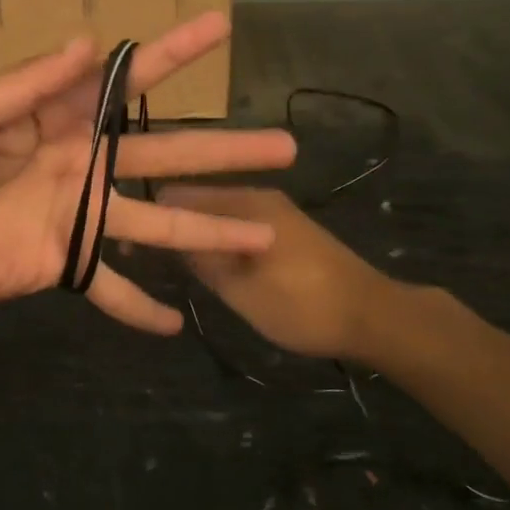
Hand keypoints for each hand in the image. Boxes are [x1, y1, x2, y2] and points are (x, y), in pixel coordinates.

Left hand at [0, 13, 297, 332]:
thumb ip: (30, 83)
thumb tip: (89, 43)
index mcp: (62, 118)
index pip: (127, 81)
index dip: (173, 53)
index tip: (220, 27)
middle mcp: (84, 162)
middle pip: (165, 153)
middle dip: (224, 150)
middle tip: (283, 146)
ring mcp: (80, 215)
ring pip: (158, 222)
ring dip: (208, 231)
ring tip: (265, 237)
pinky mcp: (64, 262)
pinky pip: (108, 286)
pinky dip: (138, 306)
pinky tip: (176, 326)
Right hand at [156, 186, 393, 358]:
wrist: (374, 315)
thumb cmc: (303, 304)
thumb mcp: (242, 290)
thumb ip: (202, 260)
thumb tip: (166, 237)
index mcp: (243, 203)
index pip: (176, 194)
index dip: (150, 219)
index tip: (134, 252)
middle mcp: (256, 195)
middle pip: (197, 200)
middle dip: (174, 225)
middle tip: (156, 263)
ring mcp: (274, 210)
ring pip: (218, 213)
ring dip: (198, 234)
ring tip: (182, 268)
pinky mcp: (286, 227)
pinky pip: (239, 223)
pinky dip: (221, 240)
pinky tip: (217, 267)